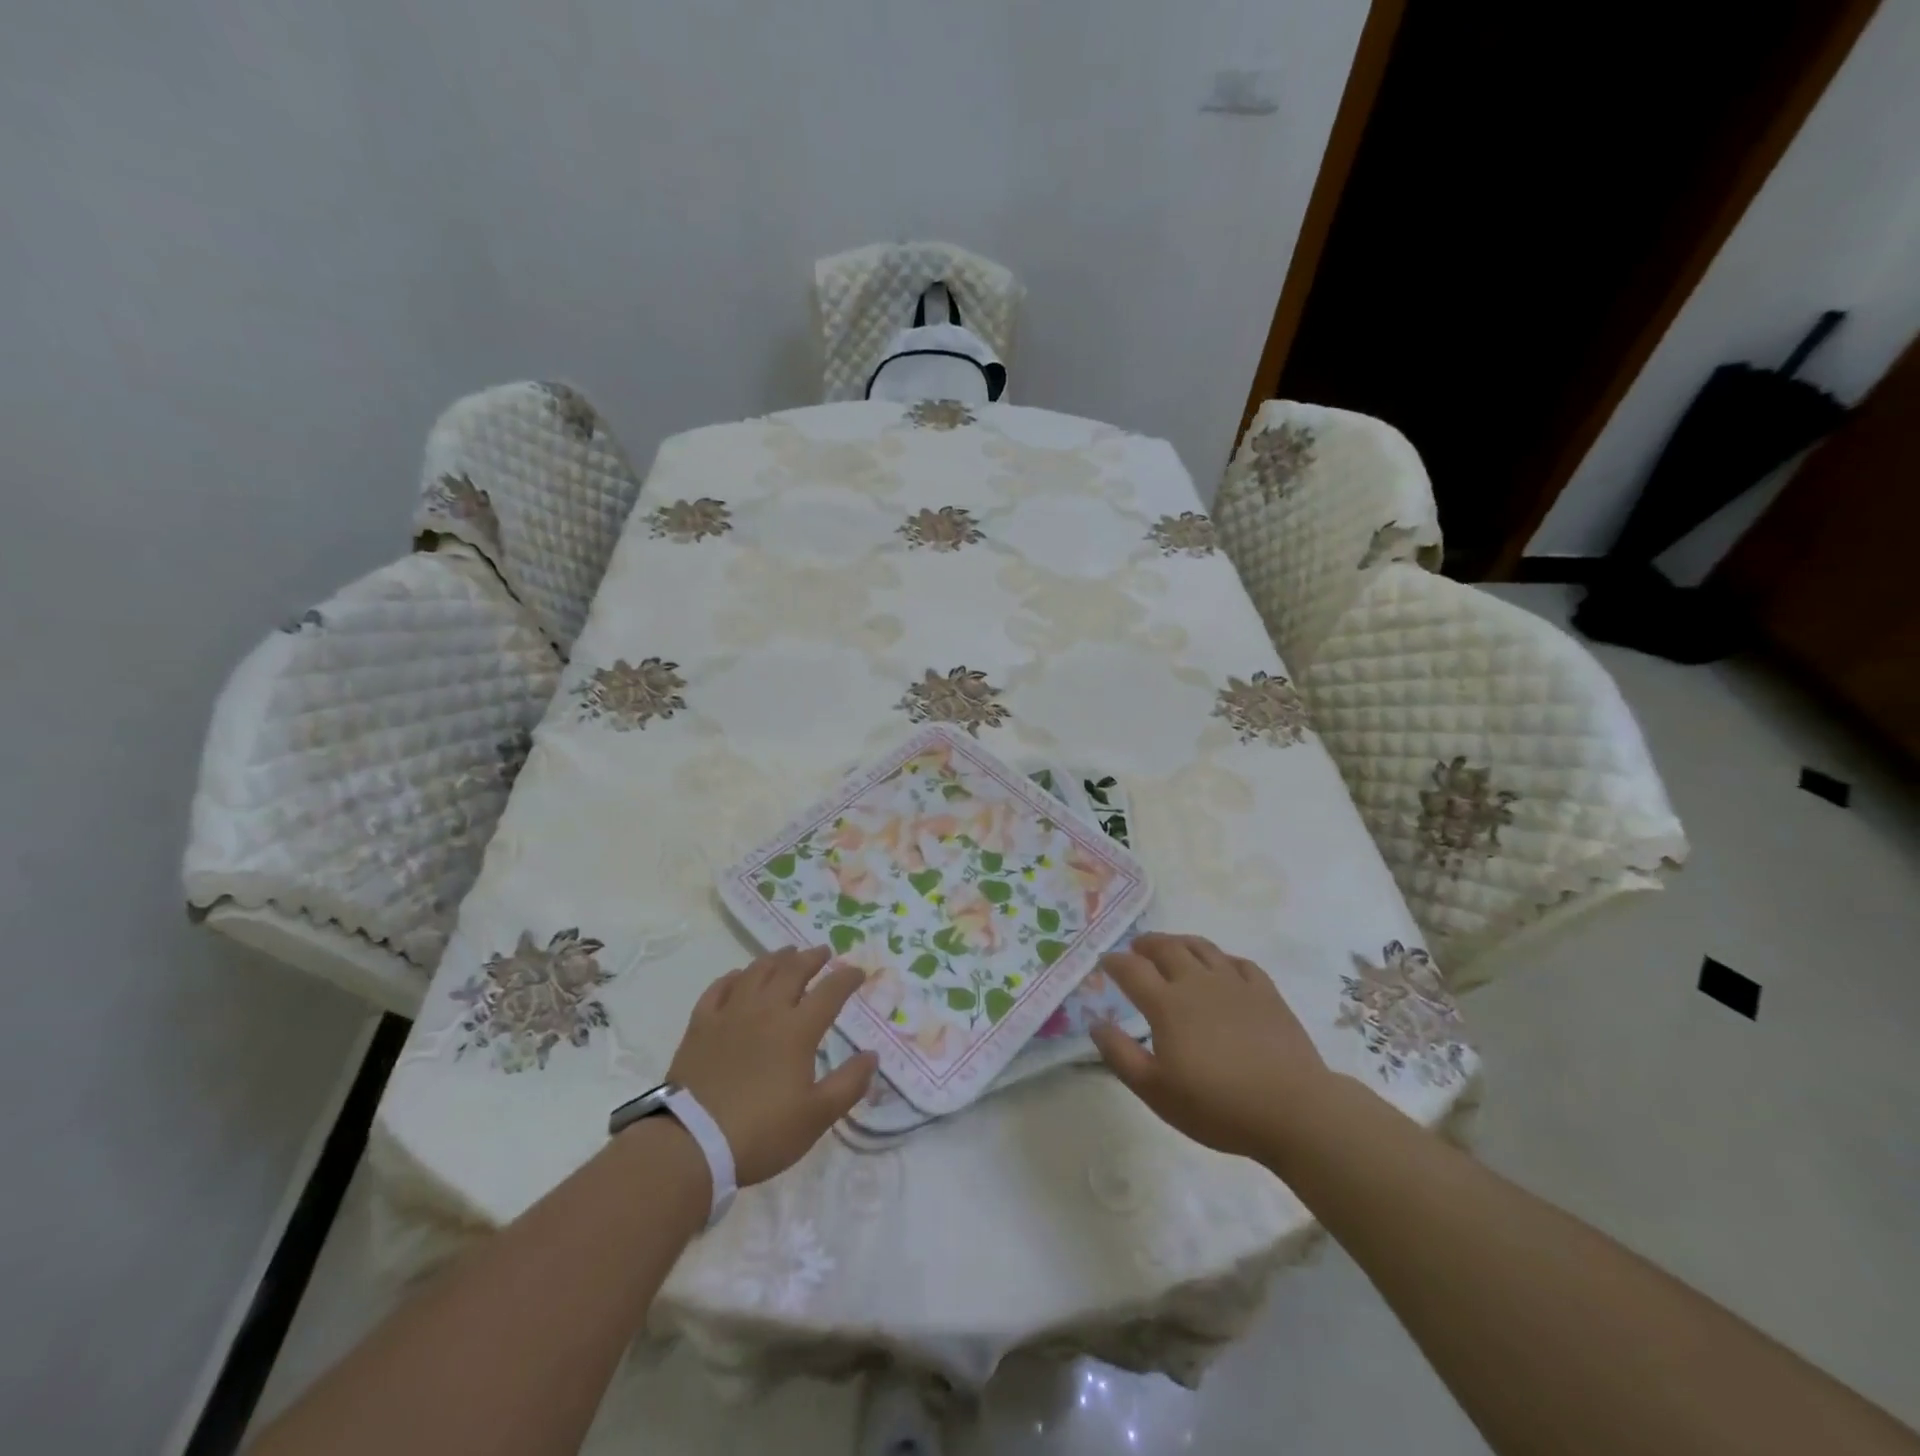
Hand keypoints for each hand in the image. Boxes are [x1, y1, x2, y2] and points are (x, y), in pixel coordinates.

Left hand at [666, 946, 877, 1185]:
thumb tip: (872, 1056)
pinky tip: (739, 977)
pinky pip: (719, 988)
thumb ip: (849, 1084)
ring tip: (786, 953)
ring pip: (756, 972)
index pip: (829, 992)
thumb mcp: (816, 1117)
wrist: (691, 1144)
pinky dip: (734, 977)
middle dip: (812, 957)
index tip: (858, 971)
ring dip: (776, 958)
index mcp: (797, 1030)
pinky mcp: (701, 1025)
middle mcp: (766, 1011)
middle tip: (823, 952)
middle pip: (792, 971)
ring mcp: (730, 1014)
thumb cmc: (761, 1132)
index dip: (847, 978)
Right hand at [1090, 933, 1330, 1160]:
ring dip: (1180, 942)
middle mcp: (1197, 982)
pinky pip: (1239, 962)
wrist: (1293, 1109)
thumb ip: (1120, 1055)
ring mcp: (1234, 983)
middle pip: (1166, 948)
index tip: (1105, 961)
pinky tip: (1221, 967)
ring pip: (1202, 947)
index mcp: (1167, 1004)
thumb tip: (1095, 1023)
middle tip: (1136, 947)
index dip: (1114, 962)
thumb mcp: (1156, 1091)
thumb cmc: (1217, 1105)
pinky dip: (1222, 958)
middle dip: (1146, 943)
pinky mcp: (1265, 992)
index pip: (1132, 969)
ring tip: (1172, 946)